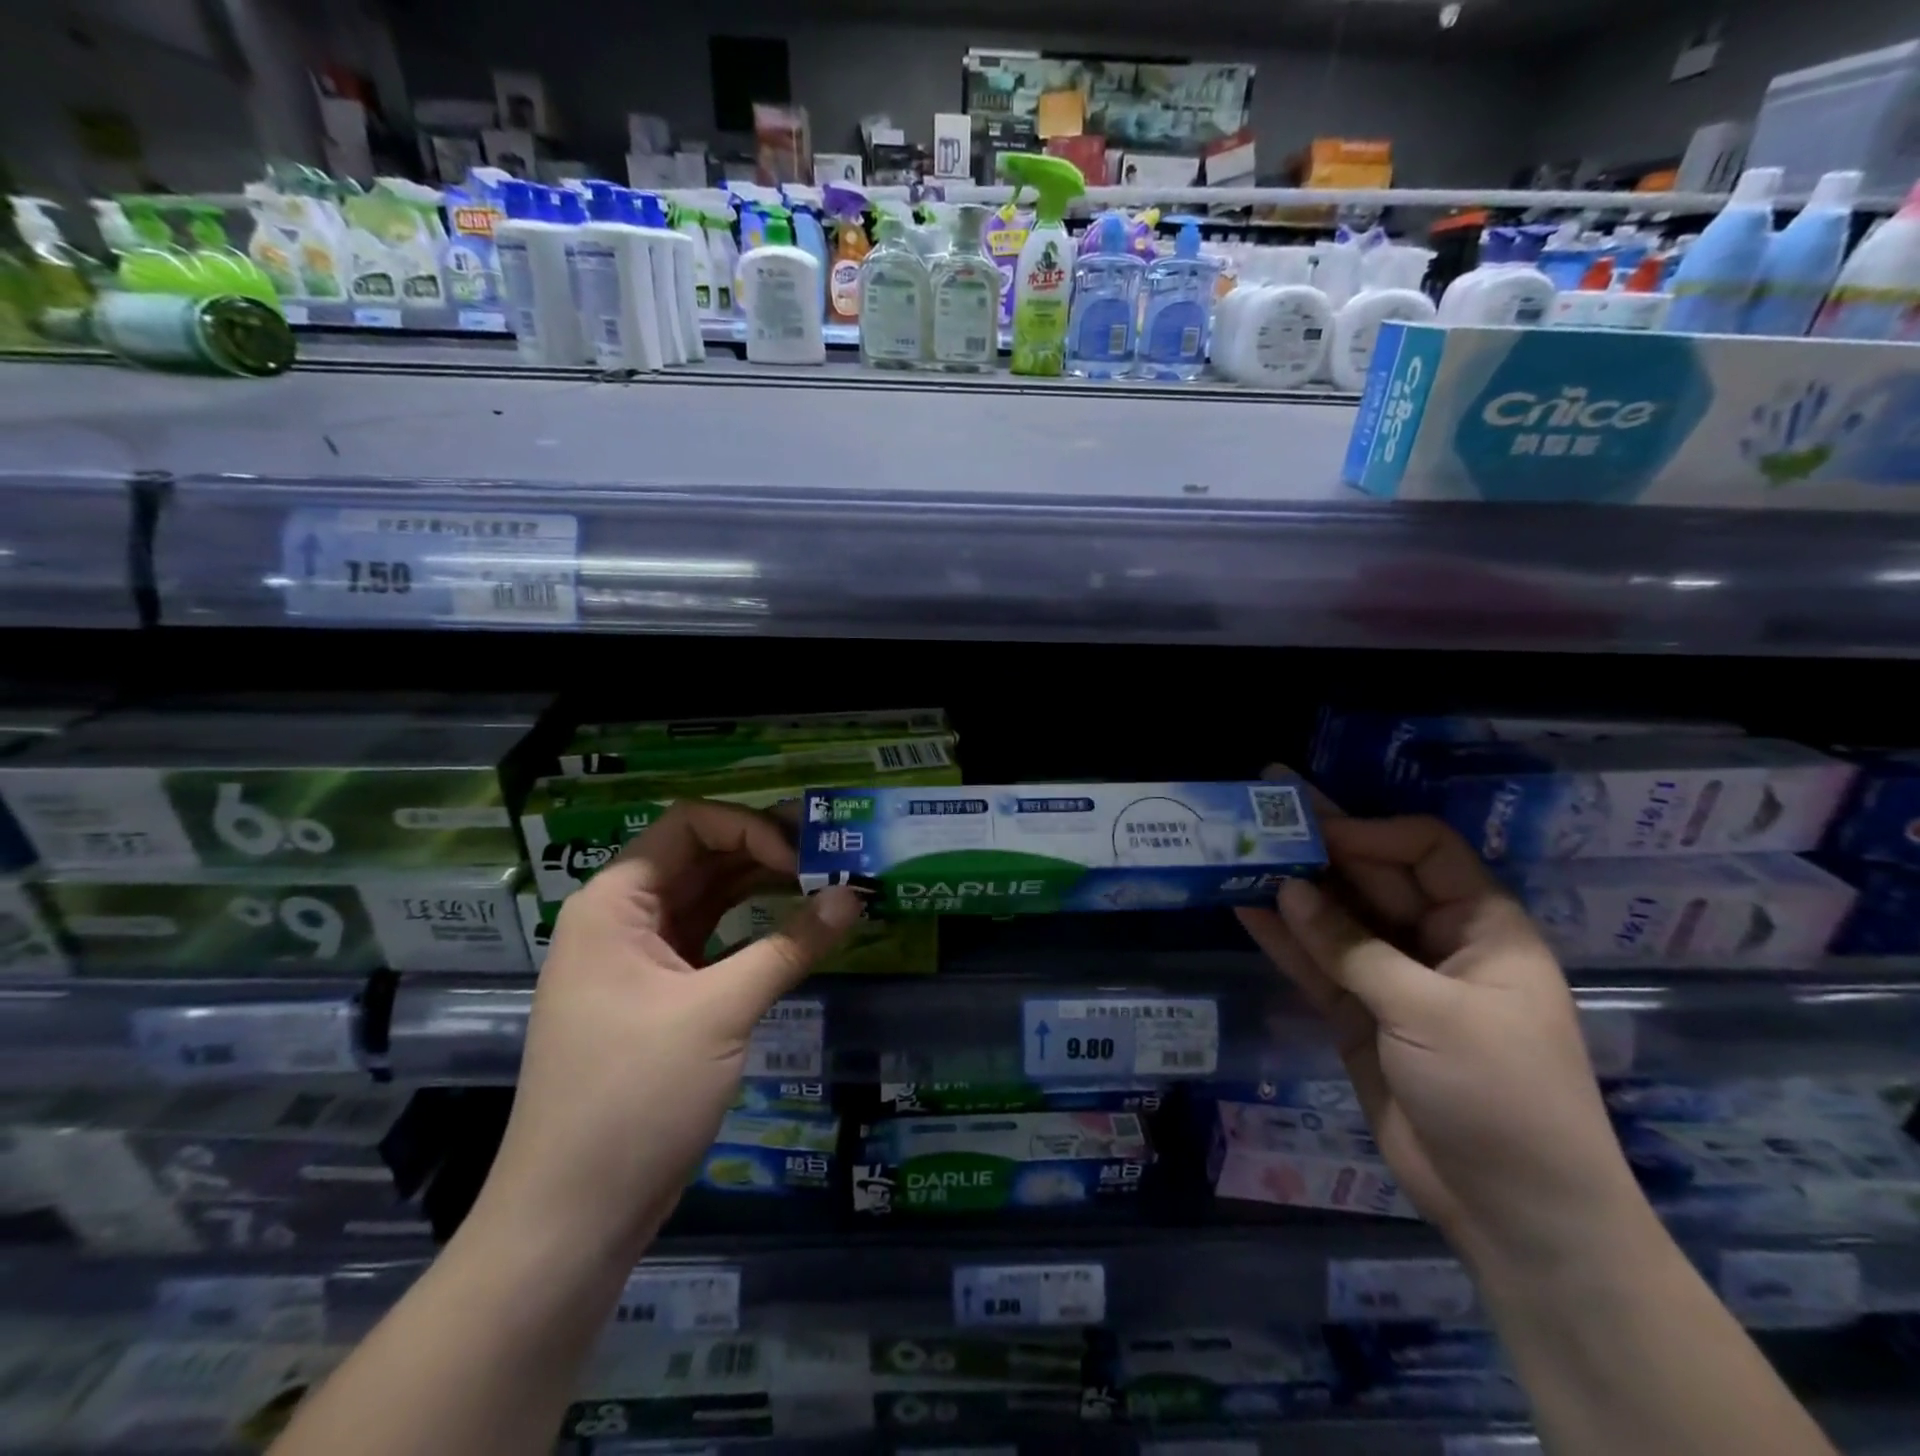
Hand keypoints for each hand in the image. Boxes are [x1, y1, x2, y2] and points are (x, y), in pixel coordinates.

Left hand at [474, 800, 865, 1264]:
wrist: (572, 1220)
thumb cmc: (634, 1098)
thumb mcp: (720, 1012)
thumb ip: (791, 945)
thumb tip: (856, 894)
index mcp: (615, 903)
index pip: (690, 825)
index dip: (751, 828)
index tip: (804, 861)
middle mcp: (623, 918)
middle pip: (702, 856)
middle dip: (767, 851)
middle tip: (835, 858)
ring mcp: (641, 959)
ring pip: (710, 898)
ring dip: (765, 887)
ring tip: (828, 882)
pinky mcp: (661, 996)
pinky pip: (714, 940)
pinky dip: (756, 929)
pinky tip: (800, 927)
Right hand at [1237, 791, 1646, 1272]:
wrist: (1514, 1215)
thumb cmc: (1500, 1095)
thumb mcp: (1430, 1013)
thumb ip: (1352, 948)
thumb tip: (1288, 889)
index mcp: (1481, 927)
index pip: (1423, 851)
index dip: (1368, 833)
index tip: (1309, 828)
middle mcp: (1435, 943)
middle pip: (1371, 880)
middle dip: (1319, 852)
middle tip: (1257, 821)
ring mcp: (1393, 981)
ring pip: (1336, 921)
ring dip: (1292, 892)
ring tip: (1238, 856)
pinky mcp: (1359, 1017)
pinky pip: (1317, 966)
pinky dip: (1284, 940)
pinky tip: (1245, 910)